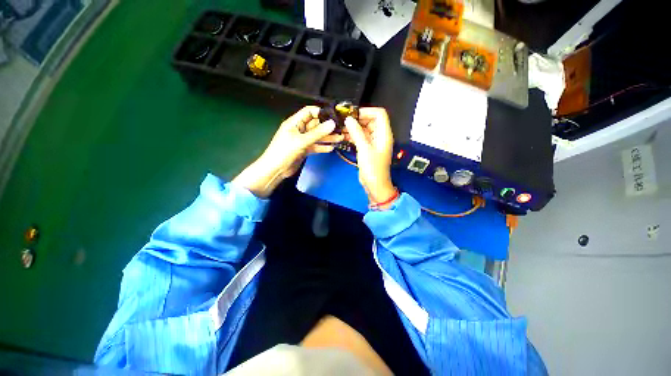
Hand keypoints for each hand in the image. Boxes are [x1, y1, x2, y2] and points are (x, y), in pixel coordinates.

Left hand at [233, 106, 343, 197]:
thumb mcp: (301, 141)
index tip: (333, 115)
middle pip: (315, 124)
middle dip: (328, 125)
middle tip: (342, 128)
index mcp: (294, 123)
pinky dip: (322, 147)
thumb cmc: (283, 152)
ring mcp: (301, 140)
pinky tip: (331, 148)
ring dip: (328, 137)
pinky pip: (315, 146)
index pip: (309, 111)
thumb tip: (333, 123)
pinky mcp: (303, 150)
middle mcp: (298, 129)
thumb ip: (317, 133)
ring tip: (341, 138)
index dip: (320, 112)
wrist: (274, 170)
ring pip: (317, 136)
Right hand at [343, 108, 395, 205]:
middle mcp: (381, 135)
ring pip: (364, 127)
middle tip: (343, 120)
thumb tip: (349, 119)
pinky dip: (353, 134)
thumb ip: (357, 133)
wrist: (375, 185)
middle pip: (370, 119)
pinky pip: (361, 135)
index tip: (353, 114)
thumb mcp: (364, 149)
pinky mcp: (368, 147)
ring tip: (341, 128)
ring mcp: (374, 141)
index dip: (367, 111)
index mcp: (384, 133)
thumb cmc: (374, 169)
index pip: (379, 114)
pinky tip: (343, 136)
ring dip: (353, 126)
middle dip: (357, 118)